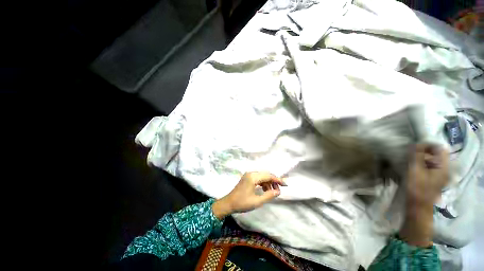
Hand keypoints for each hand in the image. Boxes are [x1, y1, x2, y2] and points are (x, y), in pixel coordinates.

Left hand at [212, 172, 286, 219]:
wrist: (229, 203)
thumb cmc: (242, 203)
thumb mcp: (257, 201)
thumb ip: (269, 195)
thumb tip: (278, 191)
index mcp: (253, 177)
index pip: (268, 176)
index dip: (277, 180)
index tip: (285, 185)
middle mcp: (251, 173)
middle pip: (266, 174)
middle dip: (273, 181)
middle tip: (280, 189)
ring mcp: (248, 175)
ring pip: (262, 176)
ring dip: (268, 182)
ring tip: (273, 191)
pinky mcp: (247, 178)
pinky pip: (258, 178)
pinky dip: (263, 183)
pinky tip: (265, 190)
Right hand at [405, 144, 448, 206]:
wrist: (417, 207)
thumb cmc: (417, 188)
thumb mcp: (415, 171)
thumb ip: (417, 156)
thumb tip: (416, 144)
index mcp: (443, 167)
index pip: (439, 149)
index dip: (428, 145)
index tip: (415, 147)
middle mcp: (444, 169)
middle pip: (437, 154)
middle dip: (424, 151)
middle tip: (411, 153)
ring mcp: (440, 175)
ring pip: (433, 160)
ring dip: (422, 157)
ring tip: (411, 159)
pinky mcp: (434, 179)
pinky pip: (430, 166)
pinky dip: (422, 163)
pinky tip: (414, 167)